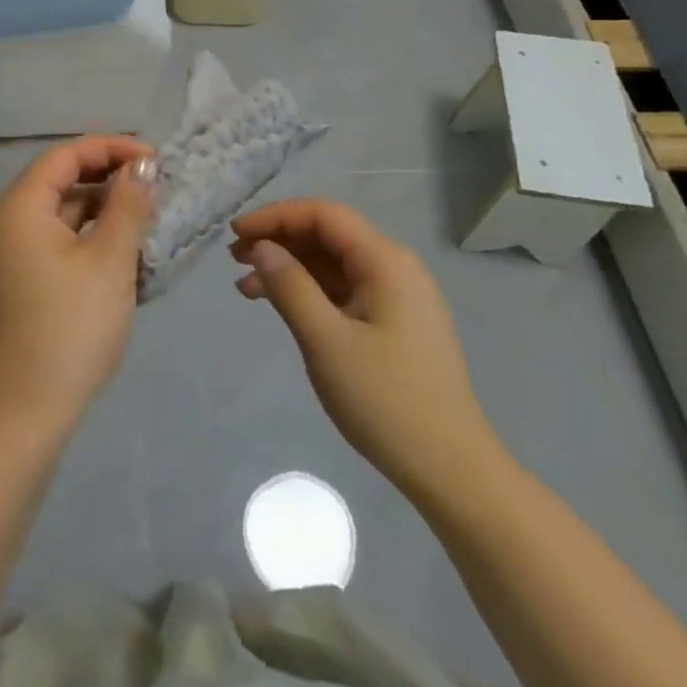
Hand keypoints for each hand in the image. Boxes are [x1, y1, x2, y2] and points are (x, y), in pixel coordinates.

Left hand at [0, 135, 156, 433]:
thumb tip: (143, 165)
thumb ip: (128, 204)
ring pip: (61, 214)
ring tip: (148, 219)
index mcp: (18, 207)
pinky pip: (55, 242)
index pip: (67, 156)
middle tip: (157, 188)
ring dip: (103, 212)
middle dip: (110, 180)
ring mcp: (7, 254)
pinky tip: (124, 253)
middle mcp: (5, 222)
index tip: (156, 159)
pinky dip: (88, 239)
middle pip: (61, 181)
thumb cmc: (70, 328)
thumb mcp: (109, 260)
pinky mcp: (17, 280)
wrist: (24, 412)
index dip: (113, 149)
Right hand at [230, 199, 502, 496]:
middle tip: (234, 259)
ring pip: (333, 264)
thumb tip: (262, 247)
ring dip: (290, 268)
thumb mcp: (327, 342)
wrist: (452, 471)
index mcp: (386, 261)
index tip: (236, 233)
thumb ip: (290, 287)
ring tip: (246, 287)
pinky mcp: (394, 324)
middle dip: (279, 241)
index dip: (276, 216)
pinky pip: (344, 291)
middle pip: (328, 235)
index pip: (323, 215)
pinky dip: (310, 292)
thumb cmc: (387, 401)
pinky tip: (281, 306)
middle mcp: (395, 268)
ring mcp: (397, 296)